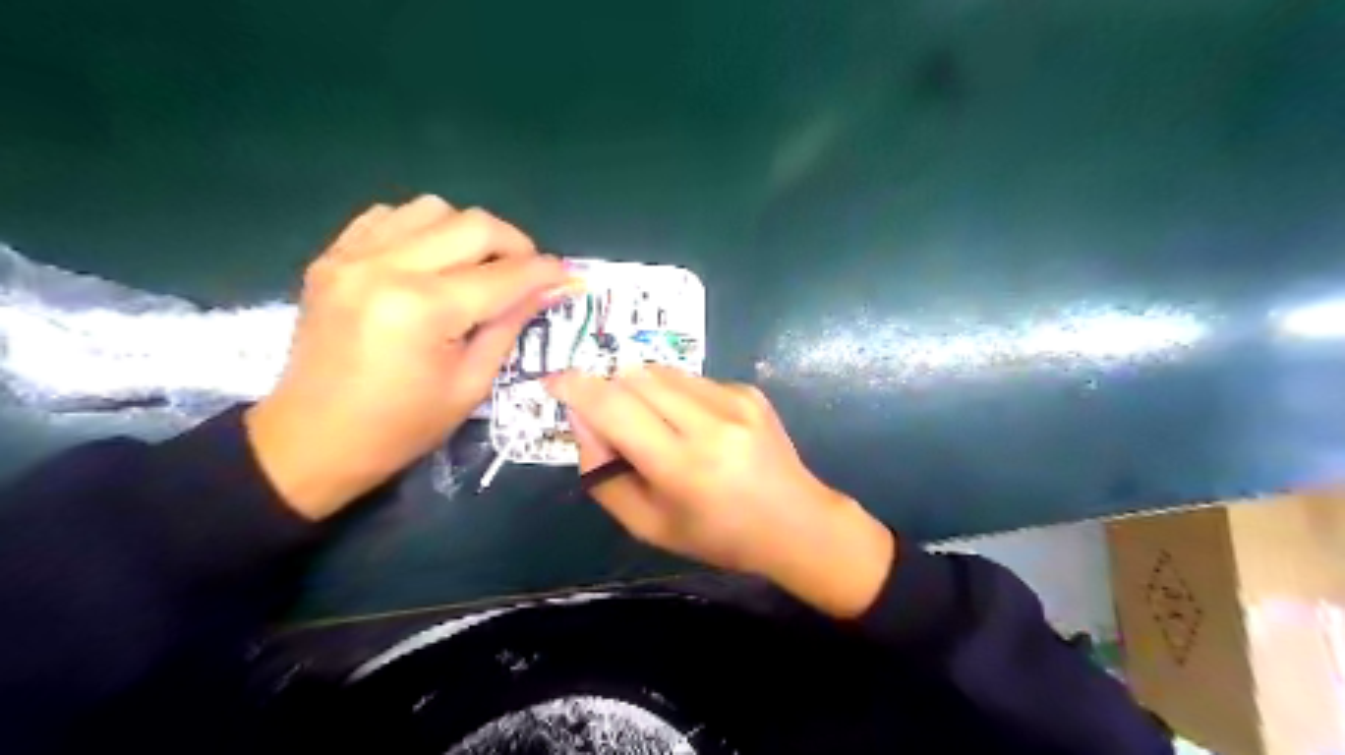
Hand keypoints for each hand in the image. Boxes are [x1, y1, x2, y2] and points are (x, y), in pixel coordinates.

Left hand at [243, 194, 571, 519]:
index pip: (504, 275)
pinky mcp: (333, 257)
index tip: (567, 275)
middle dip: (515, 244)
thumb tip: (549, 289)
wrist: (312, 439)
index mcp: (424, 310)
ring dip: (467, 233)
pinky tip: (430, 261)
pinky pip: (390, 217)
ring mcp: (353, 256)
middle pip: (473, 224)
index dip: (545, 272)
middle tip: (527, 272)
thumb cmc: (401, 425)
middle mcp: (386, 268)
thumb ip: (510, 326)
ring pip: (432, 208)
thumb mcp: (471, 383)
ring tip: (476, 267)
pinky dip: (423, 230)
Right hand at [546, 365, 891, 618]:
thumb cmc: (716, 535)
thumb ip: (604, 474)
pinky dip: (676, 395)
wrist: (795, 522)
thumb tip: (579, 418)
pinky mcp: (749, 391)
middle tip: (611, 420)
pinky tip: (695, 426)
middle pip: (634, 377)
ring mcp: (735, 401)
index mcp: (682, 468)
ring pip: (661, 371)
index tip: (554, 383)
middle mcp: (710, 424)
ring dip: (642, 390)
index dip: (576, 388)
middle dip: (609, 390)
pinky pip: (691, 378)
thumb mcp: (648, 525)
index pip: (614, 408)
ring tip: (657, 426)